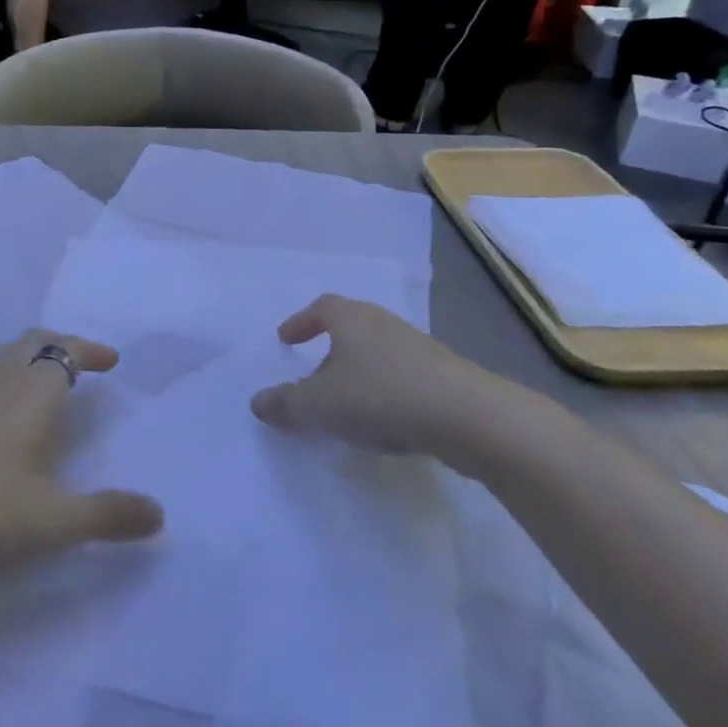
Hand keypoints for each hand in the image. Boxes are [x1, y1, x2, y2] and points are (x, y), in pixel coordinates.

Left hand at [0, 331, 163, 573]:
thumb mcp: (51, 518)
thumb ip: (105, 516)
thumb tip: (159, 514)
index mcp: (32, 395)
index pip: (65, 353)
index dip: (89, 351)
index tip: (110, 360)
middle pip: (30, 343)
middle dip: (58, 344)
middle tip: (78, 361)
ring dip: (24, 358)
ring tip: (36, 379)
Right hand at [250, 296, 539, 469]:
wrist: (471, 418)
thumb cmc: (382, 397)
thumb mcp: (320, 405)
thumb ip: (286, 404)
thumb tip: (257, 402)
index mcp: (351, 319)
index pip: (321, 307)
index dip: (301, 321)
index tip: (286, 339)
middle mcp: (384, 324)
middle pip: (350, 327)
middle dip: (328, 348)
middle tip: (312, 372)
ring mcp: (419, 348)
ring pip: (377, 352)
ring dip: (357, 371)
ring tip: (345, 402)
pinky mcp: (444, 375)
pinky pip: (401, 375)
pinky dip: (384, 390)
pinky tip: (383, 418)